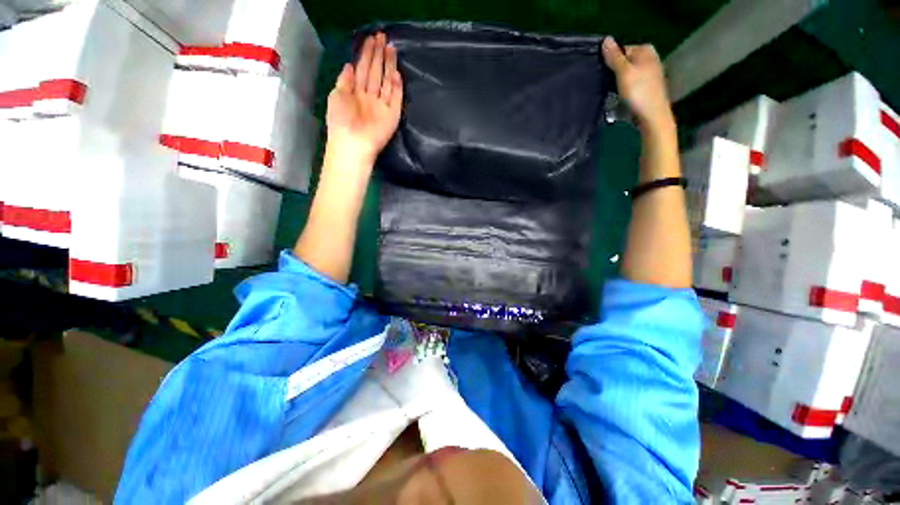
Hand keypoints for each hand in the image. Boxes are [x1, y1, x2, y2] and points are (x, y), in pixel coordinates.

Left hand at [326, 32, 402, 165]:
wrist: (353, 144)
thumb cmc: (341, 121)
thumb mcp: (337, 96)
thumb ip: (344, 81)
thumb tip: (350, 65)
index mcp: (355, 92)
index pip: (362, 70)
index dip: (366, 54)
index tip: (370, 39)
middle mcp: (369, 97)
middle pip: (375, 73)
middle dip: (378, 55)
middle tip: (382, 37)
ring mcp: (382, 106)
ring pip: (386, 82)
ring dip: (388, 66)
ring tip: (391, 48)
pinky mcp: (392, 116)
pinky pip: (396, 99)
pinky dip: (396, 87)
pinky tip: (396, 73)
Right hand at [601, 38, 674, 132]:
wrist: (652, 116)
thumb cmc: (639, 92)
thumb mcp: (624, 72)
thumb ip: (614, 56)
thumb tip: (606, 39)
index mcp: (645, 50)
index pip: (620, 50)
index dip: (609, 61)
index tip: (602, 73)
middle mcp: (649, 58)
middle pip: (623, 62)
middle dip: (613, 72)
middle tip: (604, 85)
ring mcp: (649, 74)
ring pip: (626, 74)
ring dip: (616, 83)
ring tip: (610, 93)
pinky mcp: (646, 88)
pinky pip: (630, 84)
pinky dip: (623, 90)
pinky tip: (619, 99)